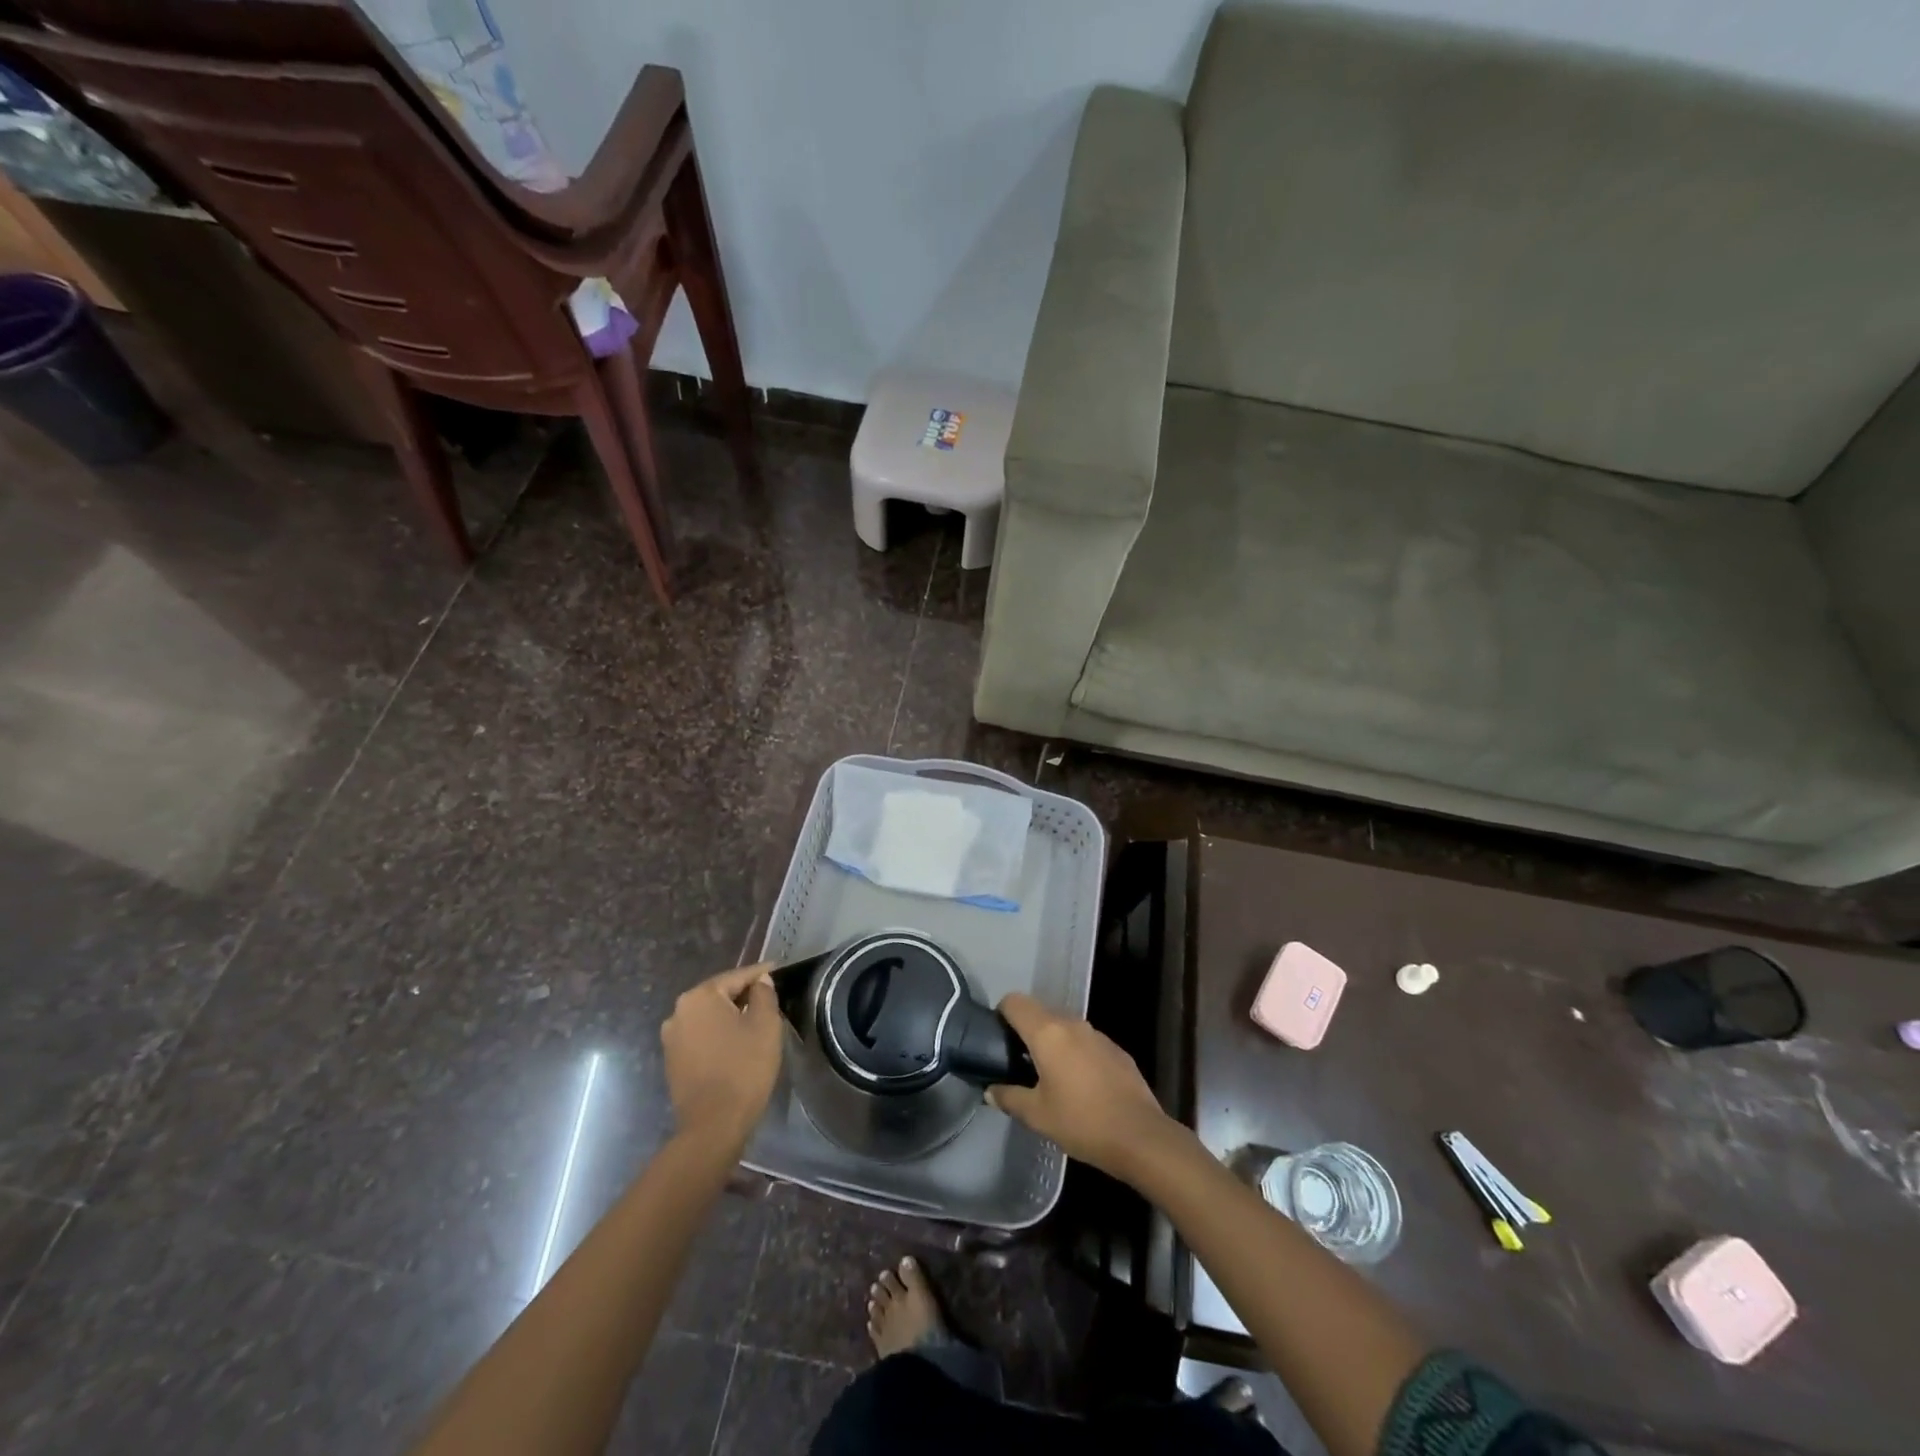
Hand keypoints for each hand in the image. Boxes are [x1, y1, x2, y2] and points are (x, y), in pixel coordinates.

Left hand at [661, 964, 782, 1149]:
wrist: (713, 1125)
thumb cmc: (744, 1068)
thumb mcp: (765, 1025)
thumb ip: (764, 994)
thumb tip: (760, 982)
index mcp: (700, 996)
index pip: (737, 976)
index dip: (761, 974)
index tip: (779, 970)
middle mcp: (679, 1011)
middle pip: (719, 994)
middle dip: (744, 994)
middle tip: (770, 996)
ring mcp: (672, 1037)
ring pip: (709, 1015)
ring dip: (730, 1015)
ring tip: (755, 1020)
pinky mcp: (672, 1059)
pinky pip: (700, 1035)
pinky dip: (718, 1033)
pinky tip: (736, 1042)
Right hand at [988, 993, 1174, 1179]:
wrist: (1140, 1136)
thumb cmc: (1081, 1122)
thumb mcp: (1036, 1115)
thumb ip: (1008, 1097)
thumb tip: (990, 1090)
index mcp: (1047, 1032)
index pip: (1015, 1001)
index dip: (1001, 1014)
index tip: (997, 1039)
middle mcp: (1072, 1023)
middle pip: (1039, 1011)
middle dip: (1025, 1030)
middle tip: (1017, 1062)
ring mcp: (1097, 1034)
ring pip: (1063, 1025)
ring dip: (1051, 1041)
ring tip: (1047, 1075)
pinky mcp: (1115, 1049)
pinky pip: (1085, 1040)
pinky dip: (1074, 1052)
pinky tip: (1078, 1084)